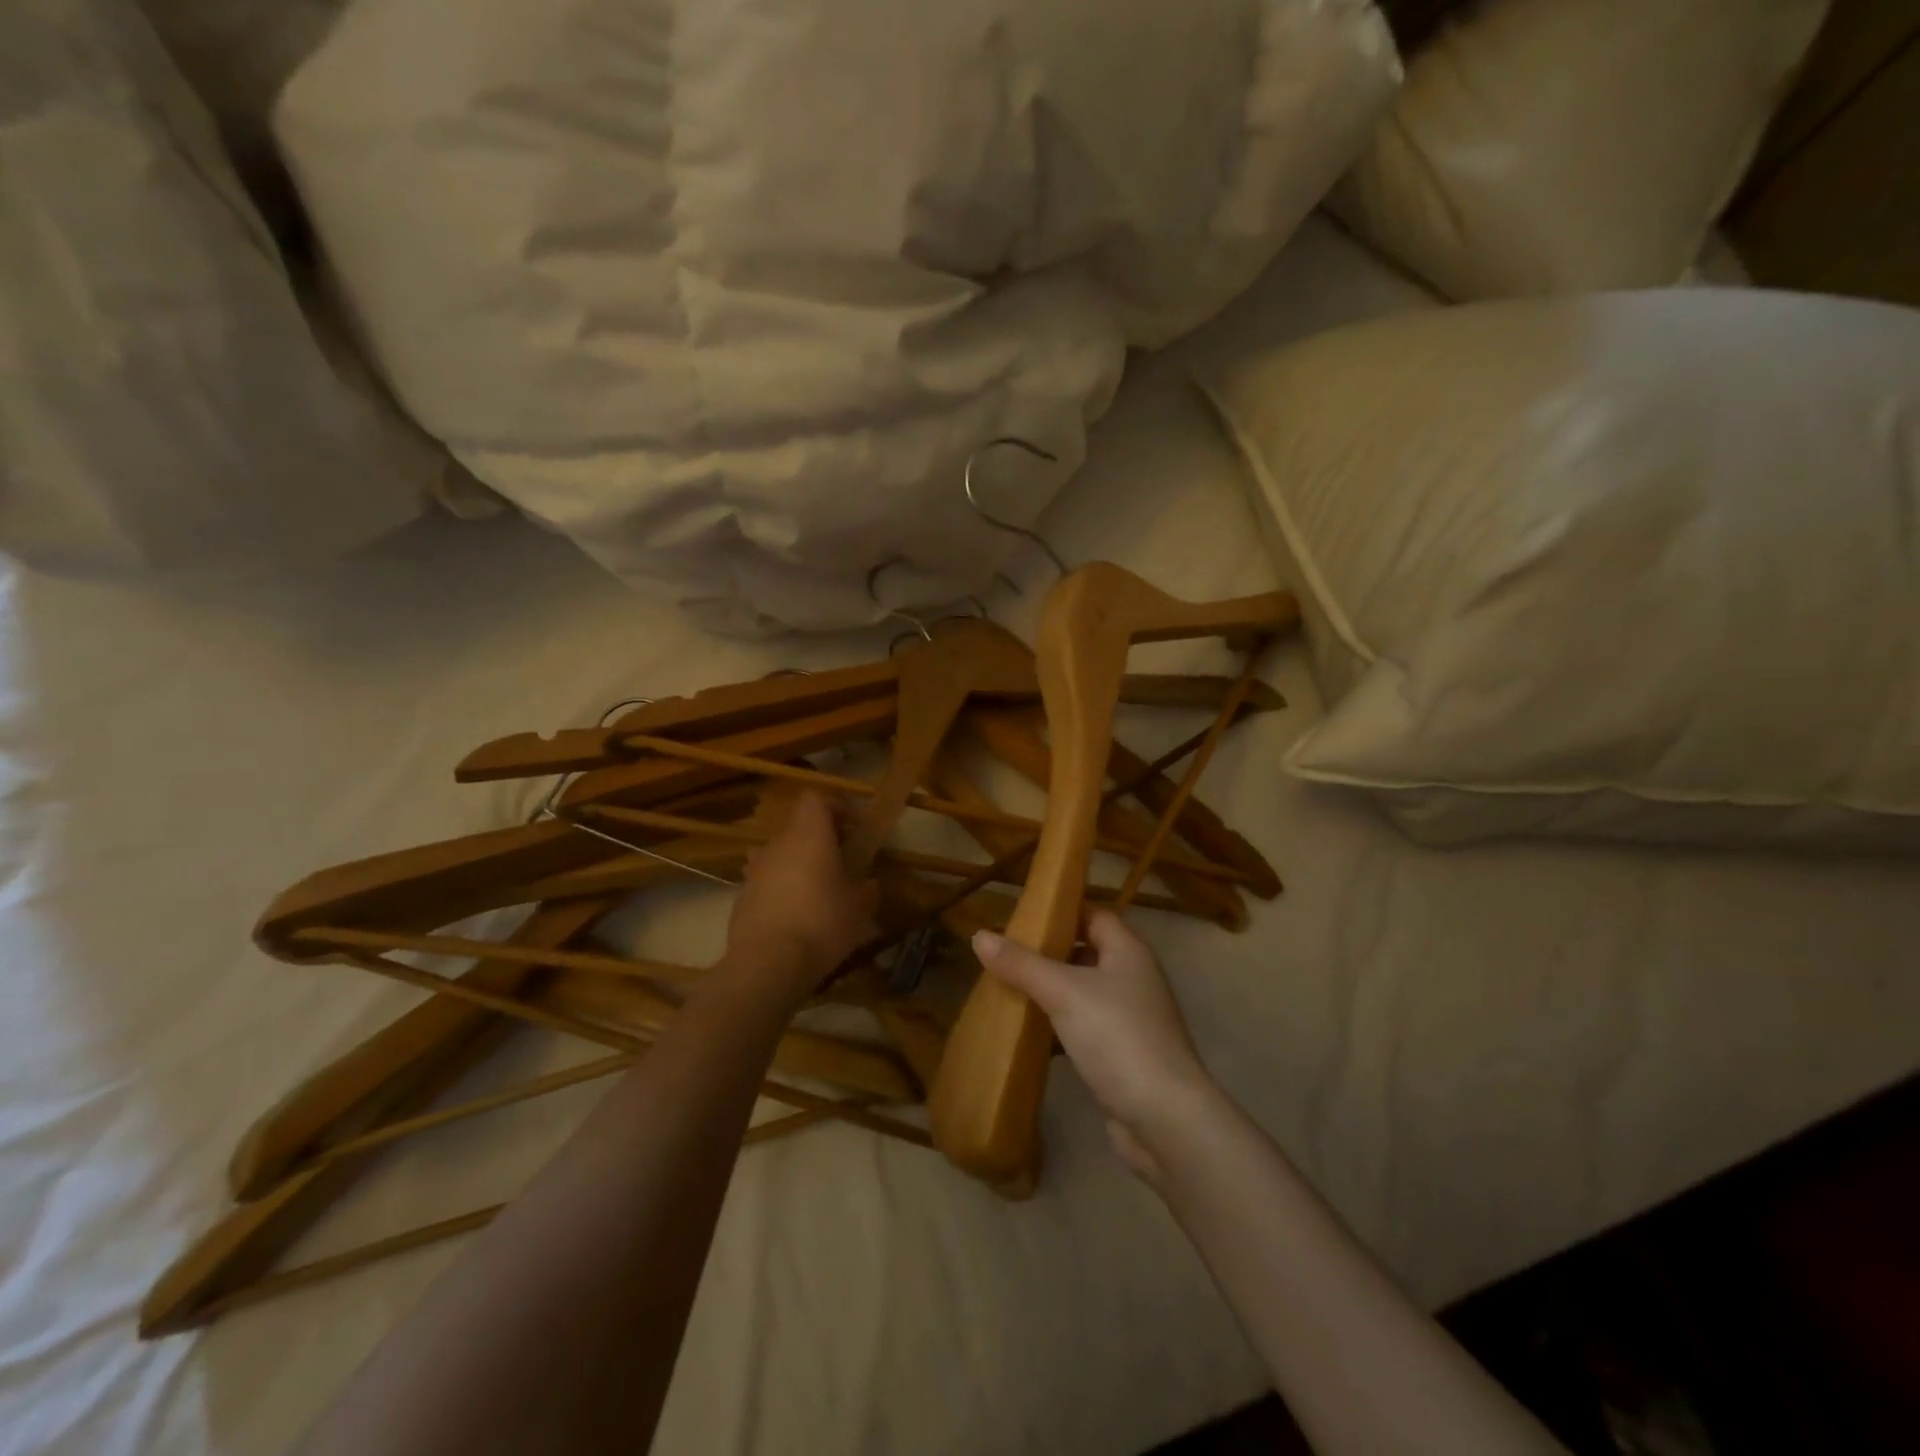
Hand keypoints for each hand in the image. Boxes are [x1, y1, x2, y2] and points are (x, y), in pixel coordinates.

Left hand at [720, 792, 878, 1001]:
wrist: (767, 964)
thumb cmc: (822, 923)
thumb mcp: (860, 908)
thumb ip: (867, 889)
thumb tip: (869, 884)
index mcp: (810, 835)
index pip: (816, 799)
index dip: (834, 808)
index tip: (852, 828)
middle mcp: (778, 844)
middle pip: (797, 827)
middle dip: (818, 840)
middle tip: (839, 863)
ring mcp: (755, 870)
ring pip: (779, 855)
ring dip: (796, 865)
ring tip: (814, 891)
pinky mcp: (741, 897)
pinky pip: (765, 882)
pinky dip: (779, 890)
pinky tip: (793, 918)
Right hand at [972, 912, 1216, 1181]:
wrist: (1164, 1119)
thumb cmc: (1117, 1038)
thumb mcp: (1063, 992)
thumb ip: (1021, 964)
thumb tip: (979, 935)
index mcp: (1128, 951)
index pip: (1092, 915)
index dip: (1059, 912)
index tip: (1019, 918)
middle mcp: (1133, 978)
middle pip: (1085, 952)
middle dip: (1047, 953)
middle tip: (1005, 955)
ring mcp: (1129, 1018)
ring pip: (1082, 992)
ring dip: (1049, 991)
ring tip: (1007, 989)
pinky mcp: (1121, 1054)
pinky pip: (1083, 1027)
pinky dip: (1057, 1026)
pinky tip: (1027, 1033)